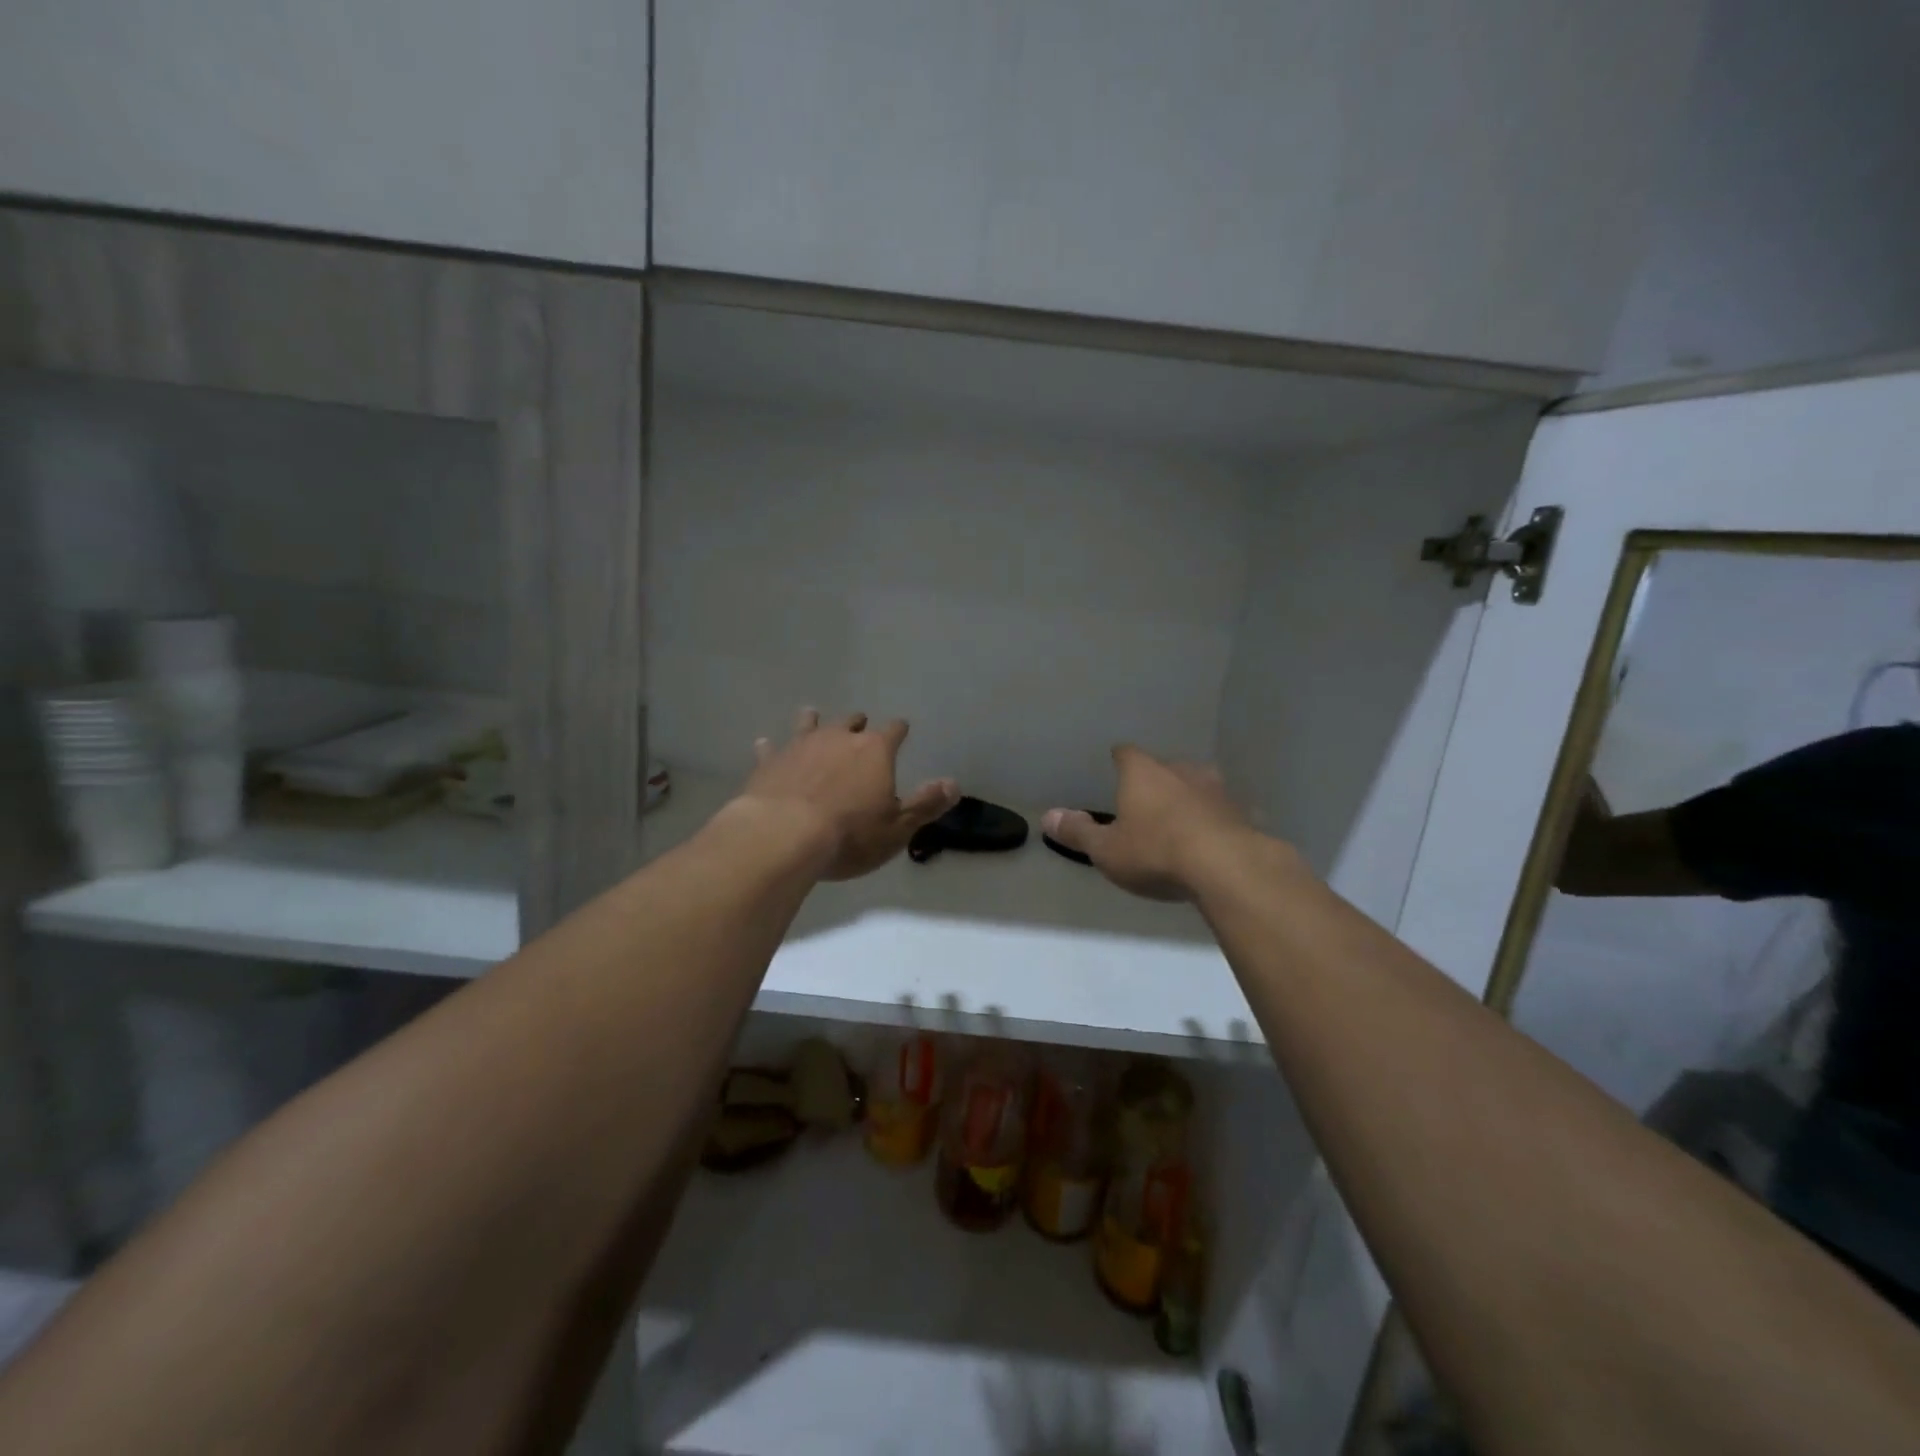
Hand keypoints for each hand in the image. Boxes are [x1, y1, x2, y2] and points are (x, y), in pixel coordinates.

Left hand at [735, 708, 958, 880]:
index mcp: (874, 751)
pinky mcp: (769, 761)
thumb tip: (954, 783)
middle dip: (858, 724)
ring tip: (813, 715)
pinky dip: (771, 746)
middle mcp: (838, 738)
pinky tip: (765, 744)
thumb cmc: (849, 835)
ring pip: (810, 724)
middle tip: (859, 725)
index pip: (893, 731)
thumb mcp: (898, 828)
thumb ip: (925, 804)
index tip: (902, 728)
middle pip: (851, 722)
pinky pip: (771, 748)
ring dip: (814, 721)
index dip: (899, 730)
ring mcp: (800, 746)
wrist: (784, 836)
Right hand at [1042, 746, 1257, 901]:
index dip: (1120, 760)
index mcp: (1143, 774)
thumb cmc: (1155, 852)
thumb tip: (1047, 817)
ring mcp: (1217, 790)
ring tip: (1182, 818)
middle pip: (1166, 767)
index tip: (1116, 765)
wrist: (1227, 868)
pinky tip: (1214, 840)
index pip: (1127, 754)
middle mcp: (1181, 771)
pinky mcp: (1244, 814)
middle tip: (1147, 801)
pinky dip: (1217, 821)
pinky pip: (1225, 813)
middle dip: (1157, 780)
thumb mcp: (1107, 850)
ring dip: (1190, 797)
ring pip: (1200, 785)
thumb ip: (1078, 832)